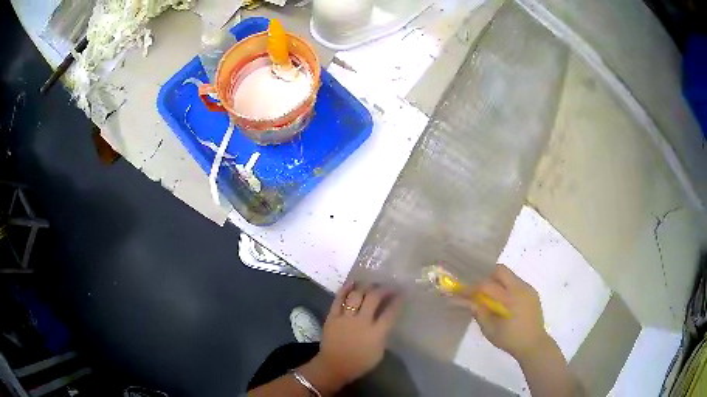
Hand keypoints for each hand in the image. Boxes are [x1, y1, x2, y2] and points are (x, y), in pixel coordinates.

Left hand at [311, 282, 402, 387]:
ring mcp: (346, 318)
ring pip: (356, 295)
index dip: (397, 301)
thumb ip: (383, 334)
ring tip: (371, 283)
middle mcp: (362, 321)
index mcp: (376, 332)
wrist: (334, 366)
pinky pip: (338, 299)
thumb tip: (386, 320)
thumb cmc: (359, 362)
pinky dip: (345, 289)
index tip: (401, 293)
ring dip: (365, 287)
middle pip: (373, 298)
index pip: (390, 312)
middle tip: (387, 286)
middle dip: (383, 289)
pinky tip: (352, 282)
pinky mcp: (332, 316)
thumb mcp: (379, 352)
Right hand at [461, 264, 550, 360]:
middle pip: (500, 271)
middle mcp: (520, 288)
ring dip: (497, 282)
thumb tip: (469, 302)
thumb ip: (480, 314)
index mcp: (510, 298)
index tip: (461, 292)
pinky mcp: (532, 293)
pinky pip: (516, 282)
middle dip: (486, 277)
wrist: (534, 344)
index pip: (487, 285)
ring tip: (490, 297)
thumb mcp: (491, 331)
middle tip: (478, 290)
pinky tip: (503, 302)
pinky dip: (506, 287)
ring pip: (509, 275)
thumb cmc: (511, 340)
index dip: (472, 288)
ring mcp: (528, 289)